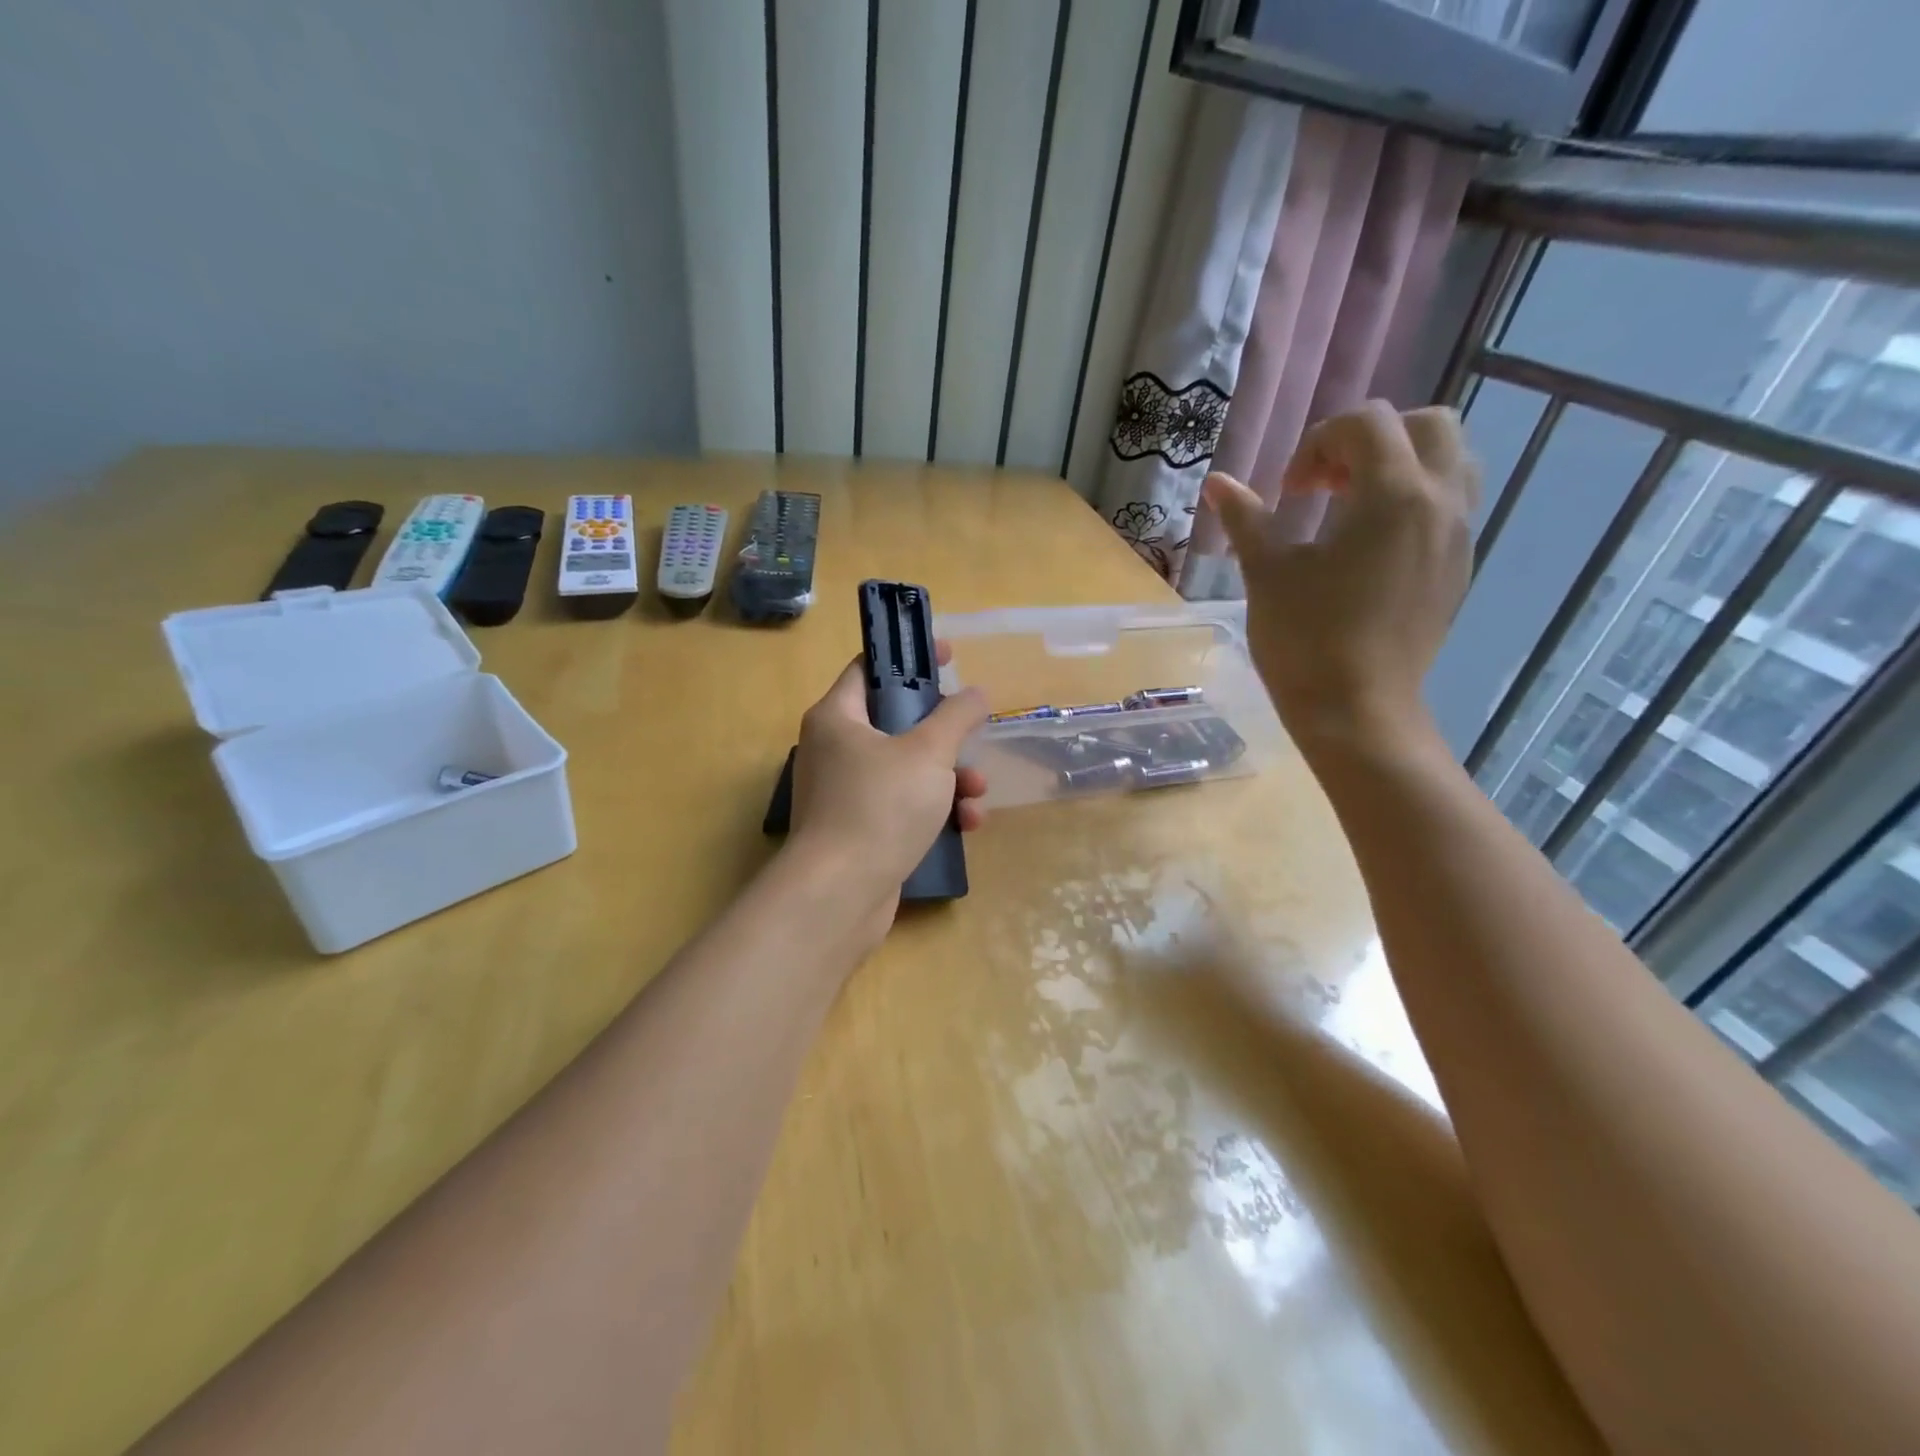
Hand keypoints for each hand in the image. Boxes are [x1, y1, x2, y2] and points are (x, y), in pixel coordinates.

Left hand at [786, 641, 989, 930]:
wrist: (841, 894)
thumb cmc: (880, 806)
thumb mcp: (928, 752)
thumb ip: (957, 716)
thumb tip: (975, 694)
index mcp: (837, 718)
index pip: (870, 669)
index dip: (910, 658)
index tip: (949, 655)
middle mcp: (834, 750)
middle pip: (896, 723)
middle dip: (944, 734)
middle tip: (972, 734)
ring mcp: (845, 793)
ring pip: (906, 769)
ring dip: (949, 778)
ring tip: (977, 793)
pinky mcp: (859, 831)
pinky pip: (902, 806)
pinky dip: (934, 810)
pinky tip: (966, 826)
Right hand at [1203, 401, 1477, 756]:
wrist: (1357, 710)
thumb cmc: (1305, 639)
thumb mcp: (1267, 573)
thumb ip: (1245, 518)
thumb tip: (1216, 482)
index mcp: (1393, 494)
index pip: (1367, 424)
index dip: (1317, 444)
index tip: (1288, 493)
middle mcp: (1440, 502)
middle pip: (1426, 425)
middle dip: (1370, 441)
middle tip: (1326, 485)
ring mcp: (1459, 535)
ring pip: (1451, 461)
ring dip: (1402, 464)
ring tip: (1353, 506)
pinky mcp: (1459, 567)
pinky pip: (1452, 504)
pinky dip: (1415, 500)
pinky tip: (1371, 545)